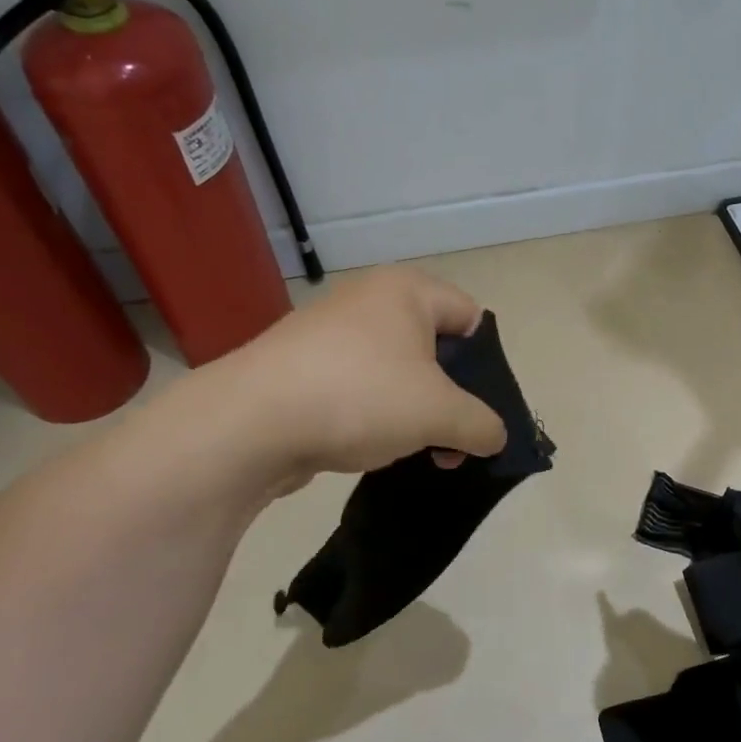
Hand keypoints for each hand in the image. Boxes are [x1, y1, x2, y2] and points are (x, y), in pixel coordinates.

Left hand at [179, 267, 507, 496]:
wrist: (247, 425)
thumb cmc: (359, 397)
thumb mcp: (440, 414)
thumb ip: (483, 425)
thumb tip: (494, 437)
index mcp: (407, 290)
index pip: (472, 318)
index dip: (486, 365)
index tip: (481, 408)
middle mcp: (369, 300)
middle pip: (435, 348)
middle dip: (451, 397)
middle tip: (453, 439)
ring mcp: (330, 333)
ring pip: (397, 372)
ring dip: (415, 412)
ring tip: (415, 450)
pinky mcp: (302, 367)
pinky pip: (359, 387)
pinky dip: (374, 415)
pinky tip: (370, 448)